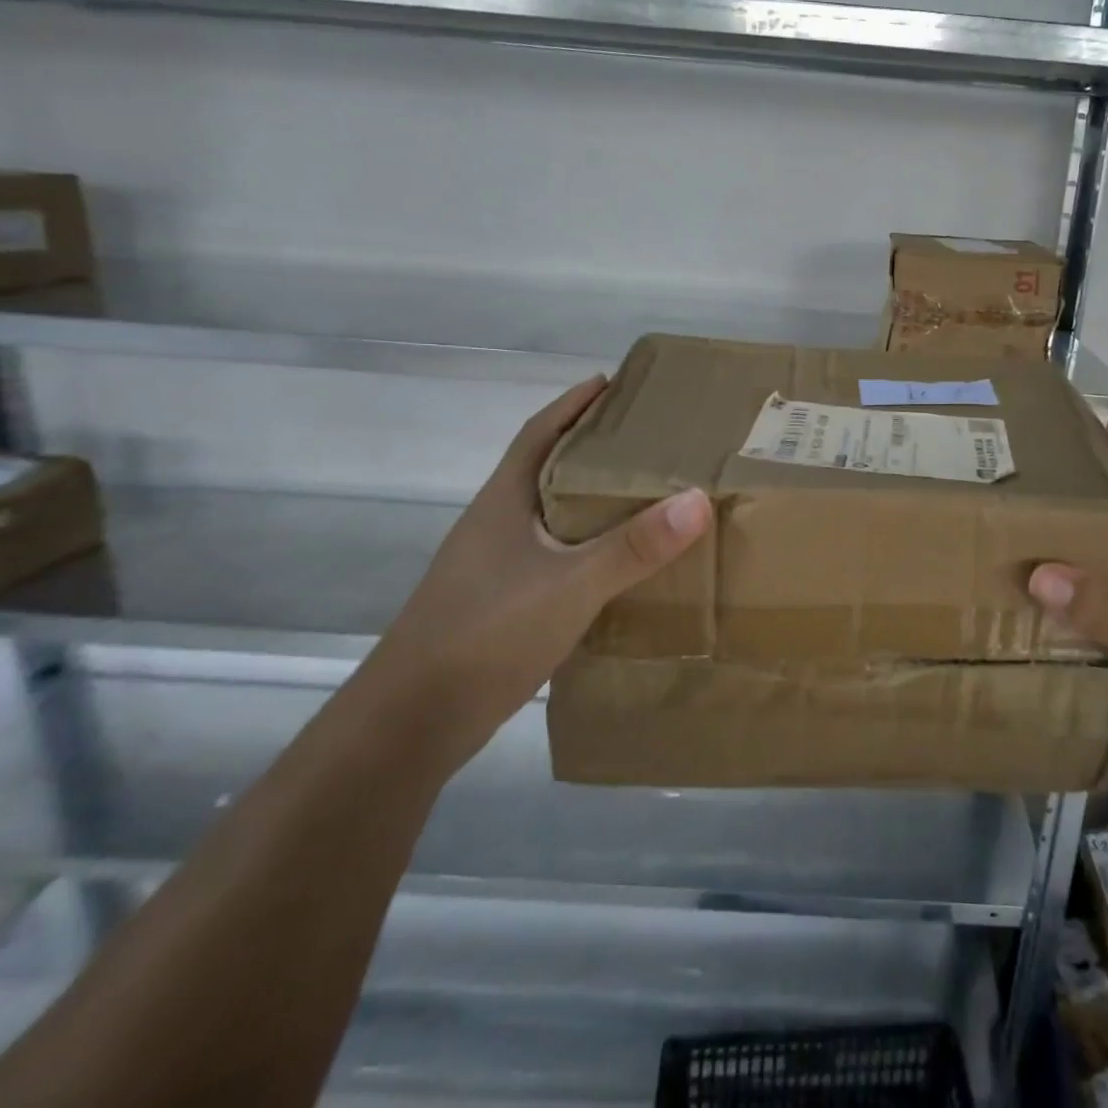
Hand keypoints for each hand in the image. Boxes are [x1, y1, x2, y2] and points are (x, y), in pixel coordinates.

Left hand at [361, 376, 711, 765]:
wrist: (410, 725)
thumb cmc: (485, 634)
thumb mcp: (571, 585)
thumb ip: (634, 546)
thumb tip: (698, 499)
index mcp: (504, 502)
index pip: (539, 432)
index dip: (573, 403)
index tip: (614, 382)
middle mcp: (497, 525)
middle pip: (548, 469)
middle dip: (593, 448)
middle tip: (651, 440)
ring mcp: (495, 567)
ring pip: (552, 516)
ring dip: (592, 500)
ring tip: (647, 495)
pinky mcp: (501, 604)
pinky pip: (555, 557)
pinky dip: (588, 547)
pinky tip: (619, 564)